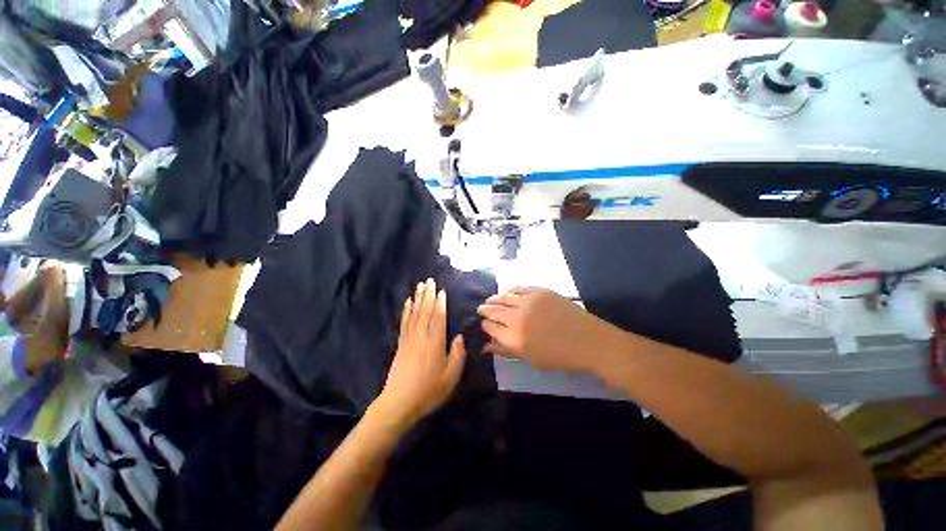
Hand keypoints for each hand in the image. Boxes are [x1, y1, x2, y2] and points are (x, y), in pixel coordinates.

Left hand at [374, 279, 466, 430]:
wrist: (398, 403)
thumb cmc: (428, 391)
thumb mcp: (450, 377)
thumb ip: (457, 355)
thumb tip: (459, 336)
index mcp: (435, 343)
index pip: (439, 317)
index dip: (440, 303)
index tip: (441, 290)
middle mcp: (421, 337)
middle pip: (425, 311)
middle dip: (428, 295)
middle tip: (429, 280)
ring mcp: (409, 339)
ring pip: (415, 314)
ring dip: (418, 298)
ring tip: (420, 285)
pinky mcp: (401, 344)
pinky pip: (404, 323)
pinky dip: (406, 311)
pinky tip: (408, 302)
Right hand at [478, 287, 605, 372]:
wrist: (588, 341)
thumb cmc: (559, 356)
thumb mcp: (530, 359)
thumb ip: (506, 350)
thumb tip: (486, 346)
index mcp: (514, 338)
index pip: (490, 327)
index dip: (485, 325)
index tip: (484, 324)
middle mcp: (517, 317)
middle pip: (493, 310)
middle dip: (485, 310)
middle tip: (481, 309)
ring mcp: (528, 302)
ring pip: (504, 297)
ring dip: (495, 298)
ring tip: (491, 300)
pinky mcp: (539, 291)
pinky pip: (519, 288)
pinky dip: (510, 290)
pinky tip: (507, 292)